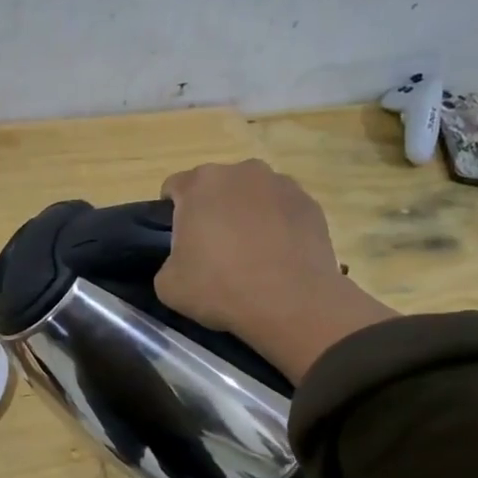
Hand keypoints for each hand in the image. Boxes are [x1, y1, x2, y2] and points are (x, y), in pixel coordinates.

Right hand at [155, 160, 396, 383]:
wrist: (292, 305)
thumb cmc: (221, 288)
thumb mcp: (168, 285)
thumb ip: (167, 261)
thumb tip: (182, 260)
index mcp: (199, 184)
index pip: (174, 187)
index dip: (172, 213)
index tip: (179, 240)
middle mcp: (240, 172)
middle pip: (216, 186)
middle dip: (212, 209)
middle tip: (213, 248)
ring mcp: (280, 184)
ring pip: (252, 195)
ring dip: (246, 214)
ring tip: (251, 253)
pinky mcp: (310, 204)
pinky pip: (282, 209)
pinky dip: (277, 225)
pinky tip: (278, 256)